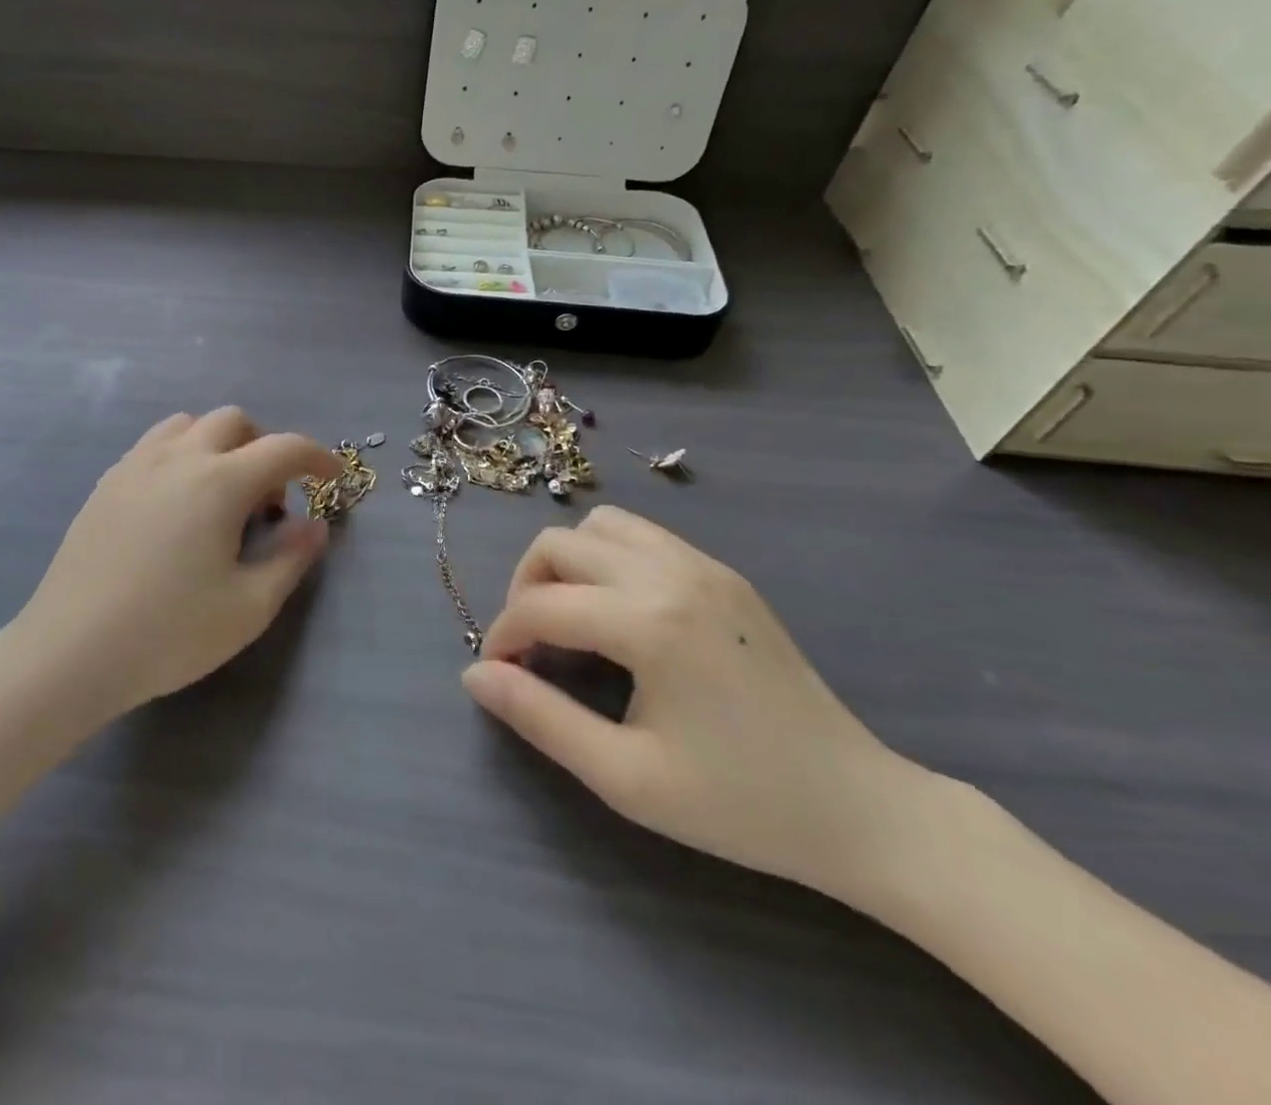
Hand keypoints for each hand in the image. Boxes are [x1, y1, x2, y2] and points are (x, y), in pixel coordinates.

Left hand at [10, 409, 342, 719]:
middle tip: (266, 503)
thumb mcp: (249, 607)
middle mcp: (178, 458)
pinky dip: (181, 457)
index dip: (318, 458)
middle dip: (264, 448)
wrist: (71, 652)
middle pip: (234, 422)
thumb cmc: (170, 633)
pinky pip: (153, 446)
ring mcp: (135, 466)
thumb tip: (315, 525)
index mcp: (220, 482)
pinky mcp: (106, 484)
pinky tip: (175, 507)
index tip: (332, 479)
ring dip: (218, 445)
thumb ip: (291, 558)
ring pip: (188, 425)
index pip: (284, 448)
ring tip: (219, 497)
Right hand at [462, 506, 930, 900]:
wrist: (859, 808)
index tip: (499, 672)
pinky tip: (620, 613)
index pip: (541, 605)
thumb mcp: (625, 776)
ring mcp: (703, 566)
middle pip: (558, 544)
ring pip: (600, 526)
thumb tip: (475, 674)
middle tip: (531, 646)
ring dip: (568, 563)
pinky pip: (643, 536)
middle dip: (526, 589)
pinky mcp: (724, 574)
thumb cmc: (738, 804)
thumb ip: (540, 717)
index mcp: (648, 623)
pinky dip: (609, 558)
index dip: (504, 635)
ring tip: (572, 619)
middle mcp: (671, 574)